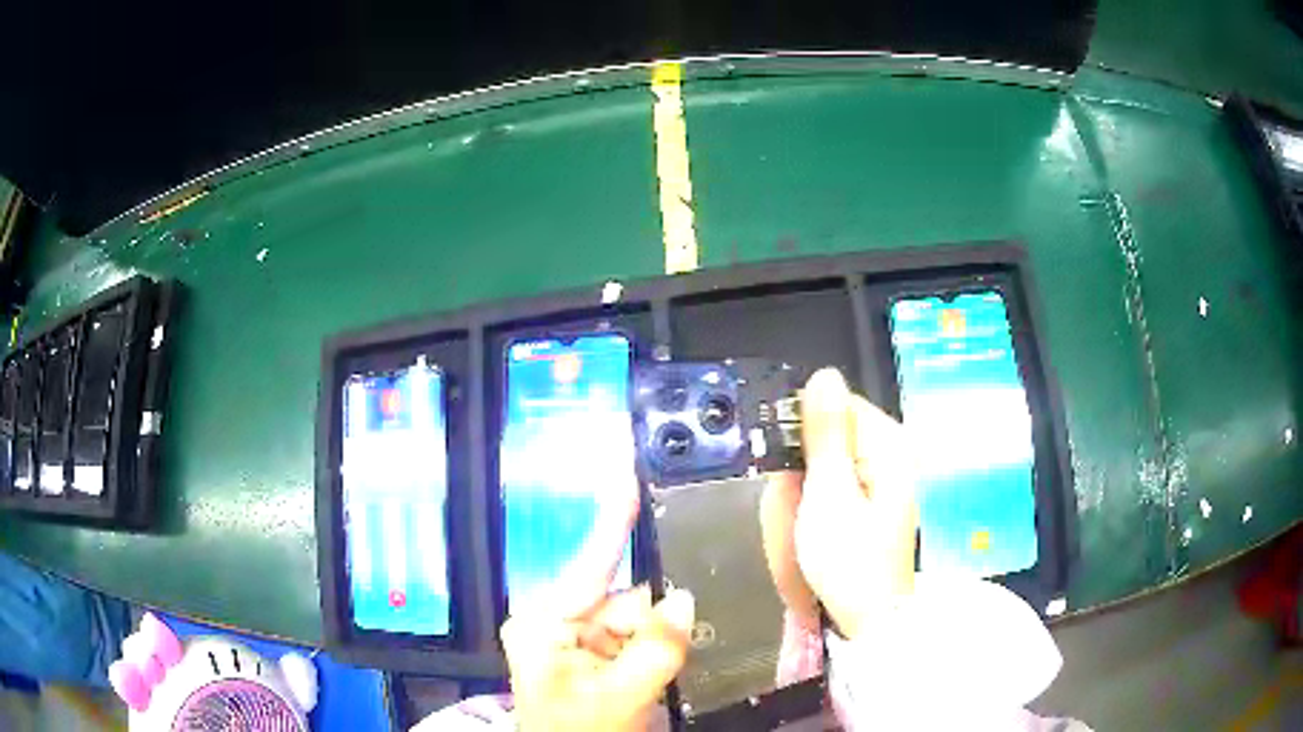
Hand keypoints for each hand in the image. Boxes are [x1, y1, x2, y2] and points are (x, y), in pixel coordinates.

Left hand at [502, 469, 694, 731]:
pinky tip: (662, 669)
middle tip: (682, 637)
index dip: (615, 519)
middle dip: (657, 615)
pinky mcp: (592, 657)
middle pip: (625, 599)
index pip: (592, 564)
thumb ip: (657, 646)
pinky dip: (655, 649)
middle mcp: (557, 621)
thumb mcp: (622, 695)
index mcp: (545, 622)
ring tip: (662, 672)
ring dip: (659, 638)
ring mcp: (575, 641)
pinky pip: (635, 639)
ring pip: (636, 621)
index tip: (630, 473)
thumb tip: (683, 598)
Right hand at [760, 368, 917, 638]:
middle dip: (802, 468)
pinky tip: (811, 532)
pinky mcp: (872, 500)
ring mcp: (882, 479)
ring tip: (802, 529)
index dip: (802, 429)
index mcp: (888, 445)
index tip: (783, 466)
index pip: (835, 404)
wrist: (867, 619)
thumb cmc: (849, 561)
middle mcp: (890, 453)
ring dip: (804, 491)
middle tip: (796, 511)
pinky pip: (831, 486)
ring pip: (824, 462)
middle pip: (828, 435)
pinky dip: (815, 505)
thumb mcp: (829, 495)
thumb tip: (823, 373)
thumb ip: (825, 434)